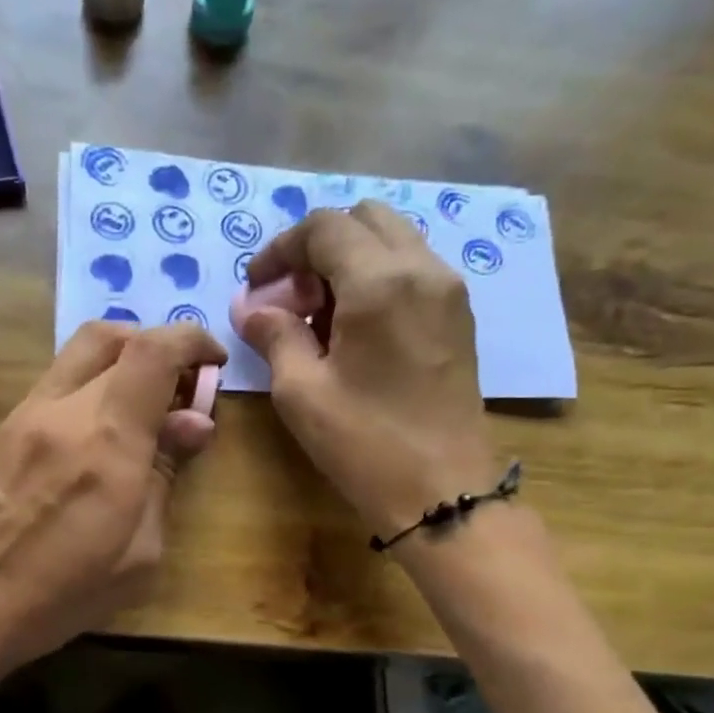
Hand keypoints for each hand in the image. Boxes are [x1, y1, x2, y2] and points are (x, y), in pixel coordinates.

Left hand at [0, 320, 225, 683]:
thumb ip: (166, 475)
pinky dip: (94, 382)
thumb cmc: (65, 592)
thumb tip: (194, 421)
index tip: (214, 363)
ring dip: (124, 360)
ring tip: (145, 406)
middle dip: (160, 347)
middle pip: (115, 336)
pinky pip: (59, 380)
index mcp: (108, 440)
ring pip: (81, 350)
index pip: (154, 351)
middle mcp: (65, 409)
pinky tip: (103, 429)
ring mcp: (28, 413)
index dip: (192, 341)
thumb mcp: (140, 551)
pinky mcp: (6, 427)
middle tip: (181, 386)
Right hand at [234, 201, 503, 539]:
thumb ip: (274, 336)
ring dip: (350, 261)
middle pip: (364, 220)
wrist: (442, 492)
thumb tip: (253, 308)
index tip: (256, 286)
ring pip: (393, 241)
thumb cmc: (365, 444)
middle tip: (292, 297)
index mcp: (380, 282)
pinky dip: (378, 278)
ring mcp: (449, 292)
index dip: (281, 249)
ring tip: (321, 315)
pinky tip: (356, 328)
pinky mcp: (460, 318)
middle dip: (318, 247)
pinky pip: (414, 270)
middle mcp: (423, 270)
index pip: (324, 228)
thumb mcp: (302, 392)